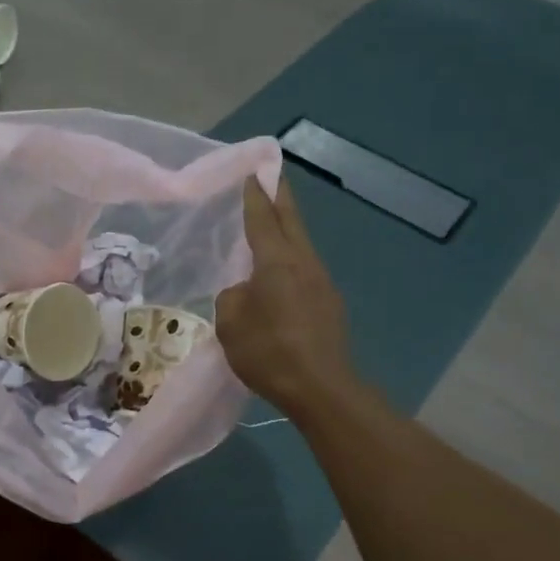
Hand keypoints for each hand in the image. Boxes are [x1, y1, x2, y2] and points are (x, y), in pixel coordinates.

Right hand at [215, 175, 355, 419]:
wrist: (320, 388)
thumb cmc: (268, 350)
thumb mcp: (230, 322)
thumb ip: (232, 297)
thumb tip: (244, 292)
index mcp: (277, 261)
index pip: (263, 218)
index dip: (255, 195)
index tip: (252, 173)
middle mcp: (304, 263)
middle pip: (291, 222)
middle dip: (281, 198)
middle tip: (273, 177)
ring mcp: (322, 283)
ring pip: (301, 247)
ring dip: (288, 231)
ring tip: (273, 226)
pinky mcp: (330, 306)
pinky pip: (305, 272)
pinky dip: (292, 262)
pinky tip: (281, 276)